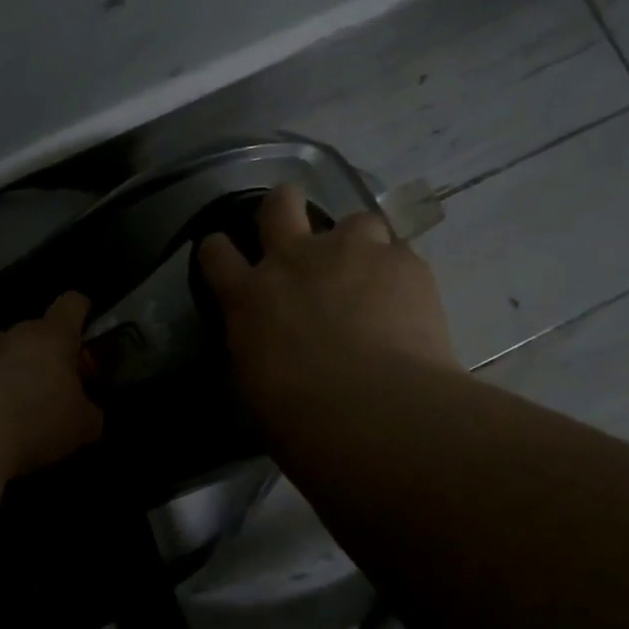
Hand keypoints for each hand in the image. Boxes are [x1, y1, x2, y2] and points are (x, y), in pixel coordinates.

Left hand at [0, 291, 104, 475]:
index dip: (81, 311)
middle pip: (32, 331)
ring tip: (18, 403)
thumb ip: (88, 412)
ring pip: (0, 353)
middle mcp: (15, 334)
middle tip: (53, 383)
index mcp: (53, 335)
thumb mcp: (82, 424)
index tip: (87, 325)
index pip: (71, 304)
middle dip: (43, 352)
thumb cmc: (38, 417)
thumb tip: (87, 414)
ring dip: (9, 370)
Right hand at [198, 185, 459, 415]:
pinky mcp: (402, 262)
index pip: (217, 254)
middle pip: (279, 205)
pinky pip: (400, 254)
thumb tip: (275, 347)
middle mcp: (293, 261)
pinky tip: (411, 305)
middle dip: (284, 206)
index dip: (220, 249)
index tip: (225, 253)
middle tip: (297, 226)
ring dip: (359, 243)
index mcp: (249, 298)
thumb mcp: (258, 386)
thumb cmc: (303, 423)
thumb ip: (263, 349)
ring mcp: (350, 253)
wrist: (375, 414)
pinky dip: (401, 276)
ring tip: (373, 276)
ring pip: (354, 220)